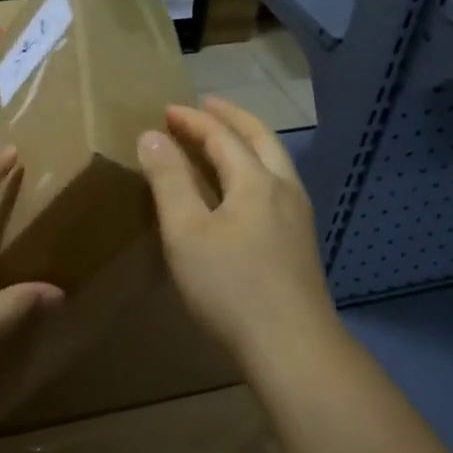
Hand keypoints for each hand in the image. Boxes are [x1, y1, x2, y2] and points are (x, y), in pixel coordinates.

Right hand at [138, 100, 334, 365]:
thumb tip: (152, 137)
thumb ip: (169, 181)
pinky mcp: (299, 242)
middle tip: (206, 106)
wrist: (292, 346)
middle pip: (260, 139)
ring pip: (274, 162)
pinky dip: (254, 168)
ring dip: (247, 142)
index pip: (223, 136)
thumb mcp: (186, 232)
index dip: (193, 120)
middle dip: (231, 118)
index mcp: (257, 181)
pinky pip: (275, 185)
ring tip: (223, 140)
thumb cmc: (230, 286)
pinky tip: (242, 191)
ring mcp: (298, 216)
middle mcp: (284, 189)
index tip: (166, 110)